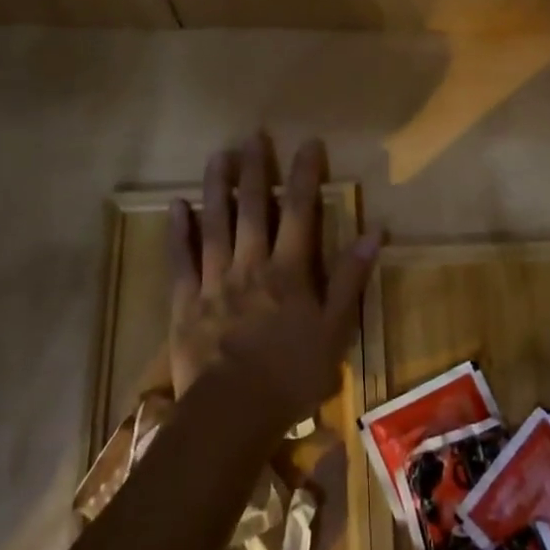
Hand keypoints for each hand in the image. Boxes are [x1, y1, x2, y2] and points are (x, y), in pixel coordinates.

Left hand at [167, 135, 381, 432]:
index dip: (305, 174)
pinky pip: (181, 260)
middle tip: (253, 135)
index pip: (299, 211)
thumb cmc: (291, 375)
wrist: (231, 414)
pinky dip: (178, 232)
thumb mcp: (335, 330)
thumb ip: (350, 278)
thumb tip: (373, 231)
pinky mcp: (186, 302)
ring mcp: (214, 281)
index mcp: (287, 270)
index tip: (308, 143)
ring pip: (215, 224)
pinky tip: (176, 205)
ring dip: (217, 187)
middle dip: (255, 169)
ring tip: (219, 155)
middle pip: (253, 207)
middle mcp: (250, 264)